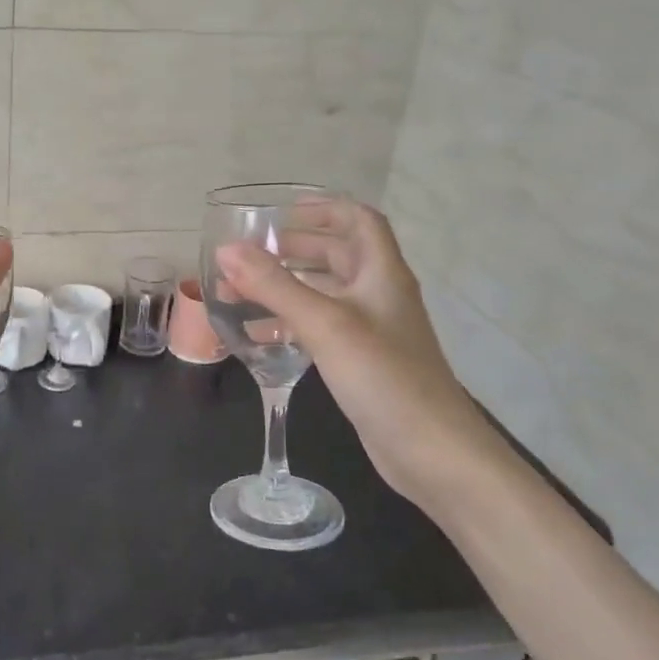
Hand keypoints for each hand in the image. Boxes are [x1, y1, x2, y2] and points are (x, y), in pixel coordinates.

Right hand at [215, 199, 497, 512]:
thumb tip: (227, 250)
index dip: (324, 208)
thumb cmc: (382, 375)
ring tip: (240, 290)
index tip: (283, 211)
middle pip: (338, 255)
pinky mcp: (362, 362)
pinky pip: (320, 329)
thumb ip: (274, 285)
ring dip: (286, 287)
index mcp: (381, 274)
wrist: (431, 451)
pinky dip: (289, 324)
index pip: (359, 221)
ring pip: (324, 294)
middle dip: (294, 248)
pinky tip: (257, 336)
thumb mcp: (323, 323)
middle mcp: (378, 295)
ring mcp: (372, 331)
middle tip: (251, 252)